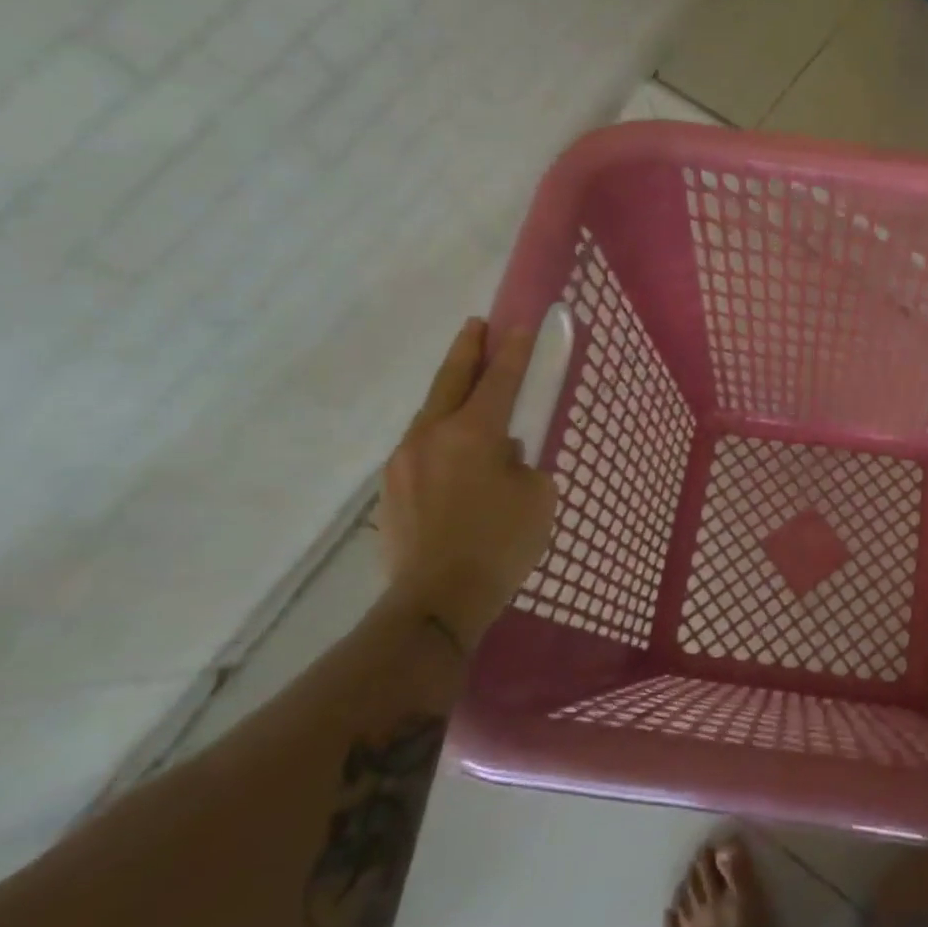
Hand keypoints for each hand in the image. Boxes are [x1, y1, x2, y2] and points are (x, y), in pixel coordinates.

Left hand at [379, 318, 556, 648]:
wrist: (436, 601)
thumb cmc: (500, 545)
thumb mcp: (536, 497)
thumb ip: (522, 463)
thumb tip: (501, 454)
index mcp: (473, 433)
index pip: (500, 380)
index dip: (515, 351)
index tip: (522, 325)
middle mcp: (431, 436)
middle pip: (450, 380)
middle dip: (467, 350)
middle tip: (477, 326)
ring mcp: (403, 461)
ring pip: (430, 414)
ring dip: (450, 396)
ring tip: (467, 392)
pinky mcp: (390, 490)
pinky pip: (420, 448)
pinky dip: (439, 437)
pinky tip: (454, 456)